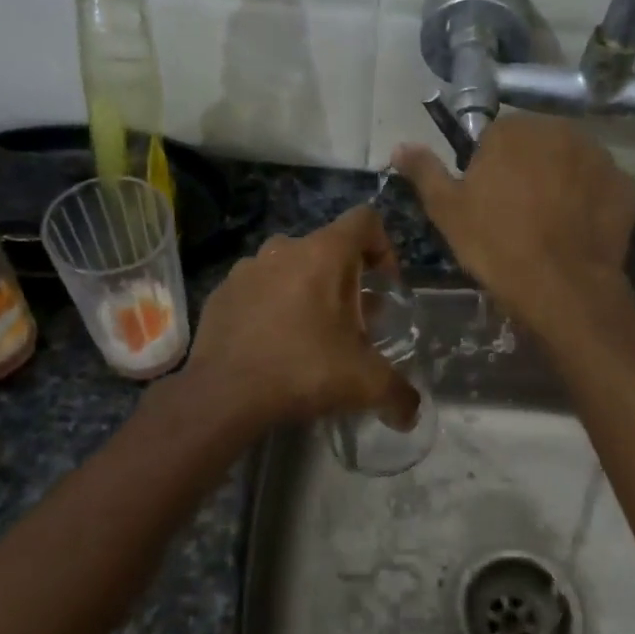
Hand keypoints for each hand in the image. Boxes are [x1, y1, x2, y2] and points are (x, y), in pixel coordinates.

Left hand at [183, 206, 419, 430]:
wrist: (224, 394)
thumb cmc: (303, 370)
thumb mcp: (364, 382)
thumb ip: (398, 393)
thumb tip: (412, 412)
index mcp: (324, 253)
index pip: (365, 220)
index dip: (383, 247)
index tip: (384, 286)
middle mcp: (284, 248)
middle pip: (328, 248)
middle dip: (345, 279)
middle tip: (352, 322)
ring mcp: (247, 267)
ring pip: (290, 267)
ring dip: (307, 290)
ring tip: (311, 333)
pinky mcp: (221, 292)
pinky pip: (257, 288)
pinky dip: (271, 306)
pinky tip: (273, 344)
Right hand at [393, 116, 634, 327]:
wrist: (561, 287)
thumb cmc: (496, 244)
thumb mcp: (447, 210)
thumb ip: (424, 171)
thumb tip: (399, 146)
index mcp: (514, 130)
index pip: (495, 138)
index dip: (488, 171)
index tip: (487, 204)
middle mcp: (561, 130)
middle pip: (536, 146)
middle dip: (527, 172)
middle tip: (517, 216)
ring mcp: (600, 157)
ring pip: (571, 164)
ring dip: (561, 184)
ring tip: (550, 227)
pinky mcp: (626, 187)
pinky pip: (600, 188)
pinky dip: (590, 203)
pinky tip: (577, 233)